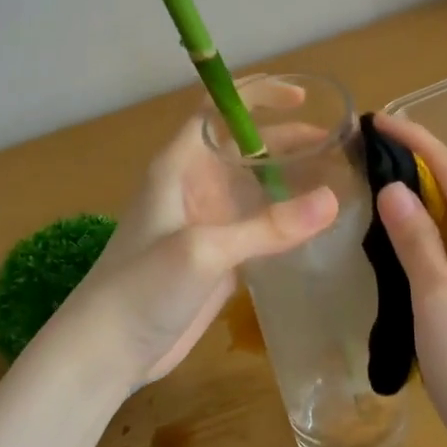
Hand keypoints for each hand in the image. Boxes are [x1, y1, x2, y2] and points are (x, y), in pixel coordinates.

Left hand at [48, 101, 337, 391]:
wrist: (108, 350)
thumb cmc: (143, 286)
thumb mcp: (204, 250)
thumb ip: (268, 227)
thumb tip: (333, 200)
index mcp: (180, 167)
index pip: (218, 111)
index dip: (257, 96)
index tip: (302, 98)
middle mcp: (196, 186)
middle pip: (245, 148)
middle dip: (287, 140)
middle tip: (337, 145)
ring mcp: (208, 224)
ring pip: (255, 188)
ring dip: (290, 180)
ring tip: (339, 179)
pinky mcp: (219, 258)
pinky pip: (258, 226)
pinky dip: (286, 219)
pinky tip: (318, 225)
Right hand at [371, 113, 446, 446]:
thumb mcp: (437, 295)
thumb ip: (414, 237)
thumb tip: (393, 188)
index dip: (414, 141)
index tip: (376, 118)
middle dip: (415, 167)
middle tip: (365, 151)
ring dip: (420, 202)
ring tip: (375, 183)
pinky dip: (428, 236)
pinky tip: (400, 236)